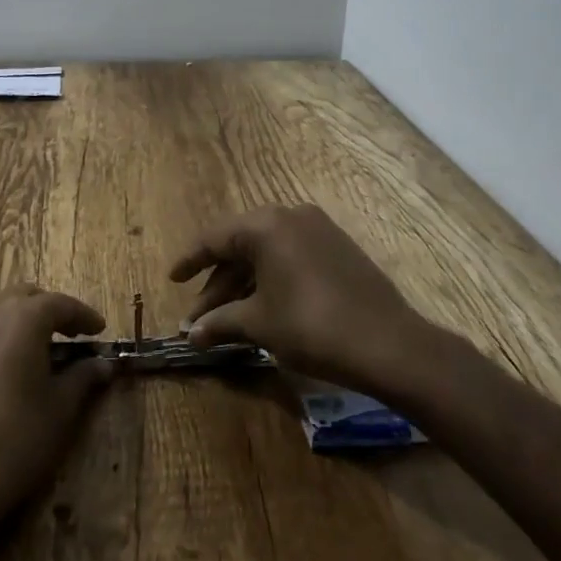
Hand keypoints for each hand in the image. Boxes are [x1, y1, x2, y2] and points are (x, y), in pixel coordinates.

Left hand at [0, 288, 112, 545]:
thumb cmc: (14, 442)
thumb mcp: (60, 410)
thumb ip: (83, 377)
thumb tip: (102, 364)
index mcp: (23, 318)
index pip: (61, 304)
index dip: (83, 316)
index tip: (98, 330)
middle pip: (22, 298)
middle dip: (46, 311)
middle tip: (65, 337)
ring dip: (11, 322)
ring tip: (25, 350)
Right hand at [172, 204, 429, 395]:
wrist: (388, 344)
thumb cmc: (312, 327)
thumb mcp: (259, 324)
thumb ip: (221, 322)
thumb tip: (192, 335)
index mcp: (266, 225)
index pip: (215, 238)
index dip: (190, 261)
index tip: (172, 279)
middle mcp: (290, 216)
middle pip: (241, 246)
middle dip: (217, 283)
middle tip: (199, 318)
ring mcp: (318, 229)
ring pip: (267, 253)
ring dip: (243, 285)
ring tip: (227, 321)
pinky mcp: (338, 248)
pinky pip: (291, 257)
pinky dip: (270, 279)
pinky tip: (261, 308)